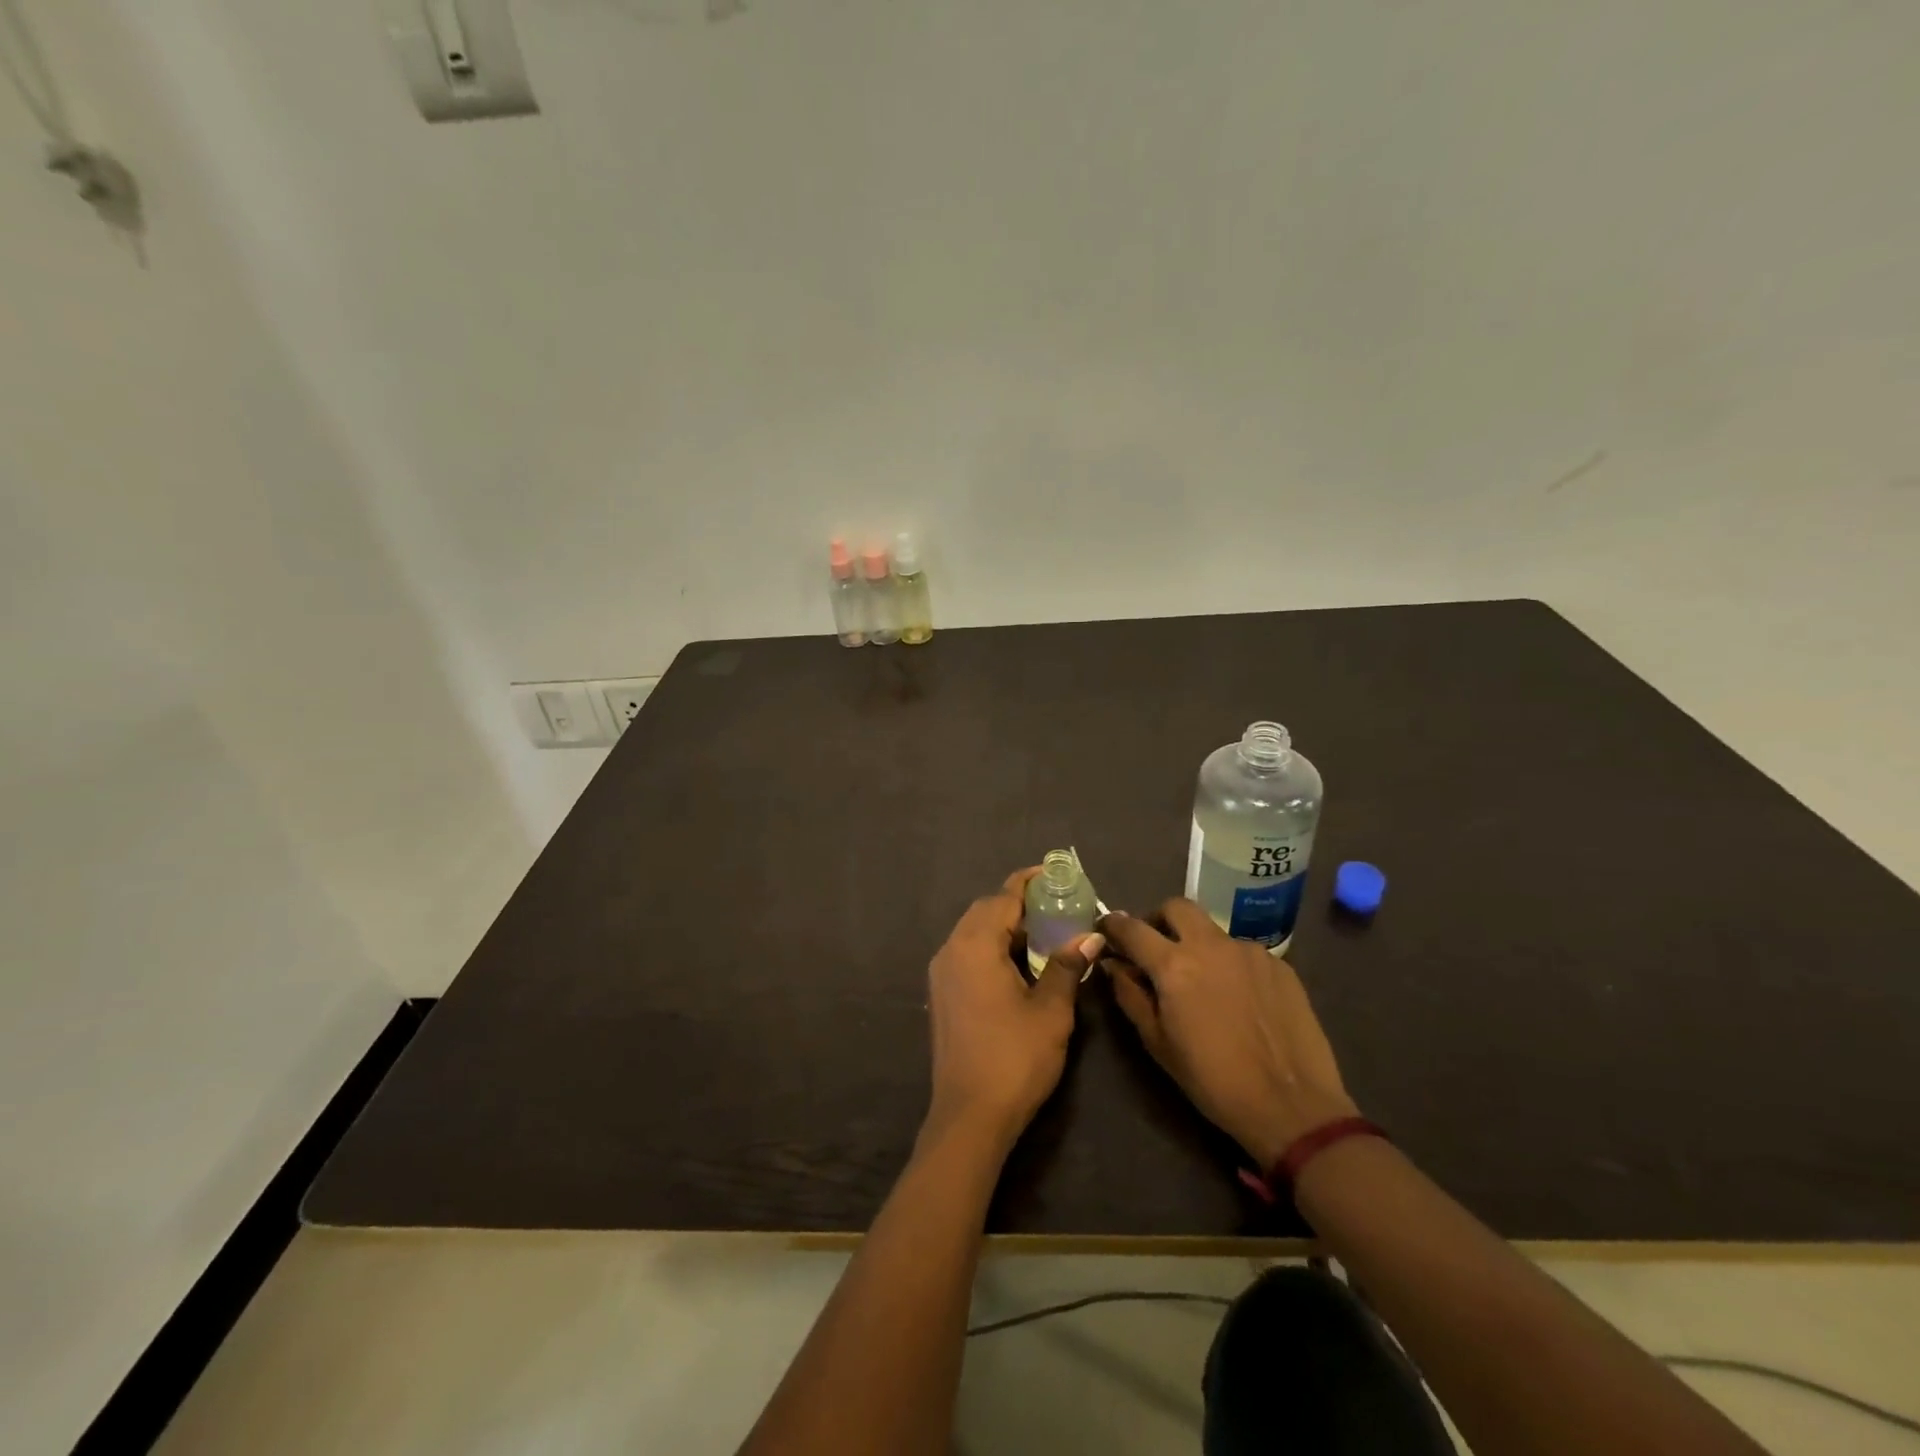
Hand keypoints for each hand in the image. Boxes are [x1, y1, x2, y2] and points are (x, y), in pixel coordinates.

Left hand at [924, 868, 1103, 1153]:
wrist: (969, 1116)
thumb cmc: (1014, 1058)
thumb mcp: (1051, 1011)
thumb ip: (1067, 966)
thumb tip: (1090, 936)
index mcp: (975, 945)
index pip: (1003, 897)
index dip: (1029, 882)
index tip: (1055, 875)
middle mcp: (951, 950)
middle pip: (985, 910)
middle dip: (1018, 904)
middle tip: (1057, 908)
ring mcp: (941, 974)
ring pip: (973, 932)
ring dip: (1005, 927)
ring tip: (1043, 935)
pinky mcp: (941, 995)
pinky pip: (966, 953)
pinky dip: (991, 948)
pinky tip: (1017, 966)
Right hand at [1103, 899, 1356, 1168]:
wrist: (1291, 1106)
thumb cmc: (1213, 1080)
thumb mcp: (1158, 1043)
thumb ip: (1130, 995)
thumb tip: (1114, 965)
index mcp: (1173, 965)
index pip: (1132, 929)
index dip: (1113, 925)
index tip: (1106, 928)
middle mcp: (1211, 945)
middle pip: (1176, 907)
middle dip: (1159, 919)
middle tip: (1156, 946)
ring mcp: (1249, 951)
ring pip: (1212, 931)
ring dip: (1198, 945)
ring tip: (1204, 982)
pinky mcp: (1279, 964)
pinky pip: (1243, 952)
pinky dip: (1231, 965)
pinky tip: (1239, 998)